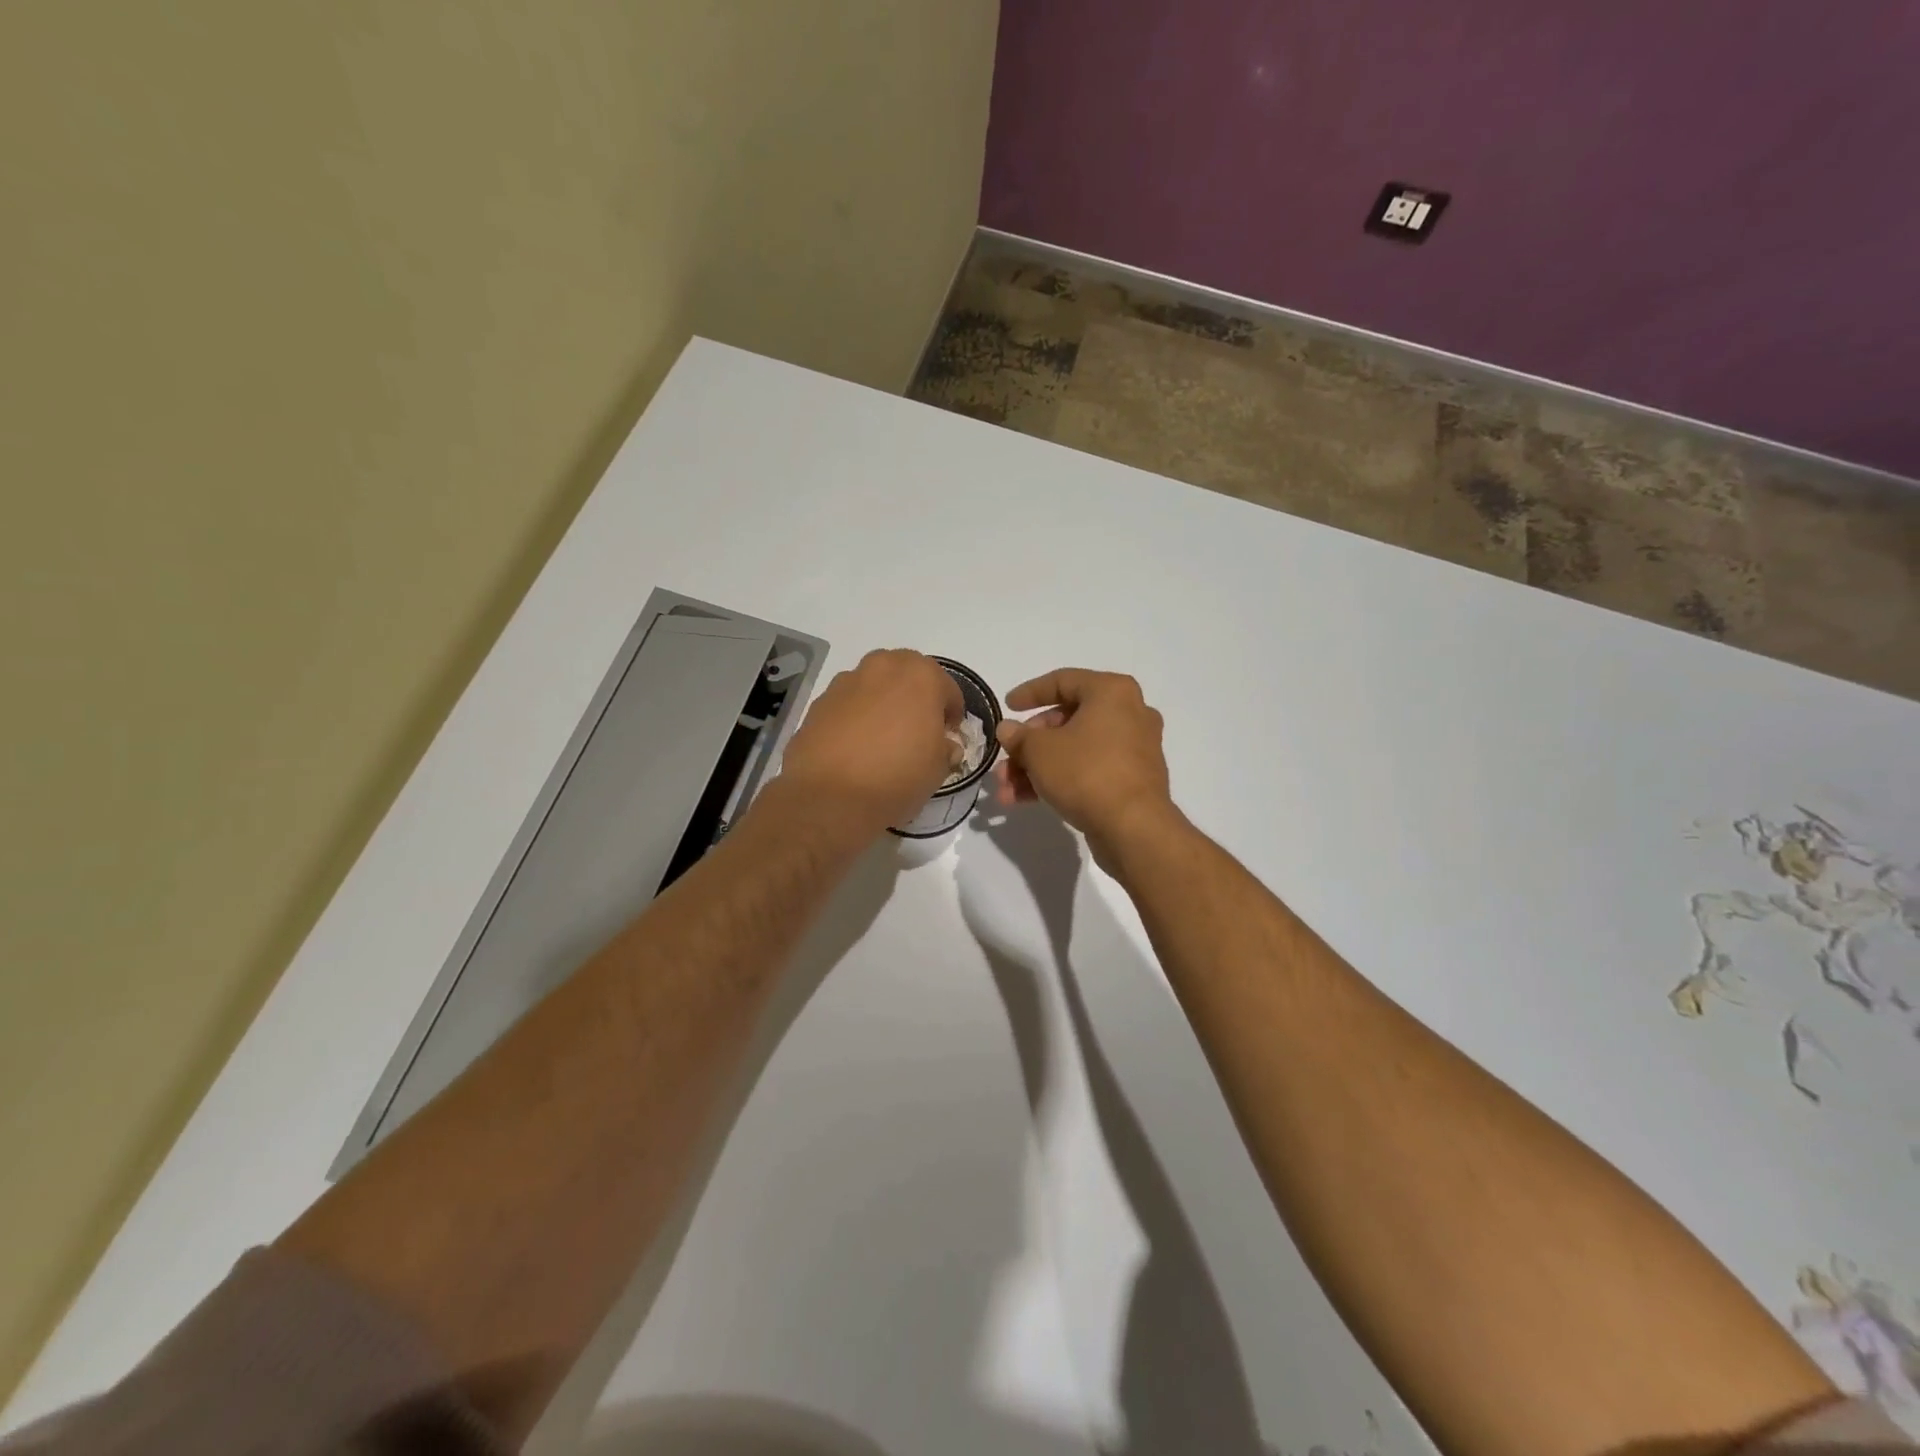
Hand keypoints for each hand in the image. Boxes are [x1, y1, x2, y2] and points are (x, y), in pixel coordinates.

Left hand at [779, 649, 963, 831]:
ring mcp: (846, 681)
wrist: (831, 797)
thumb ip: (945, 749)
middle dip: (915, 697)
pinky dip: (855, 716)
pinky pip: (847, 704)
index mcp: (921, 676)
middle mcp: (883, 667)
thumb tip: (943, 746)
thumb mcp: (937, 769)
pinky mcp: (819, 701)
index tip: (948, 736)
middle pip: (907, 675)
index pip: (948, 689)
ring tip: (882, 737)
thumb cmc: (898, 777)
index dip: (951, 715)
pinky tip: (855, 746)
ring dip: (883, 702)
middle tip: (916, 729)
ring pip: (874, 685)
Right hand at [994, 669, 1178, 856]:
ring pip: (1075, 750)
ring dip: (1037, 767)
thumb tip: (1008, 730)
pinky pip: (1089, 770)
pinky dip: (1060, 780)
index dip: (1030, 692)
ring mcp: (1134, 748)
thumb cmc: (1086, 772)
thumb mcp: (1039, 751)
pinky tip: (1024, 800)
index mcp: (1111, 692)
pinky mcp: (1133, 780)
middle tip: (1006, 760)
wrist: (1133, 827)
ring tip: (1006, 789)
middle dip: (1029, 744)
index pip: (1063, 681)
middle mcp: (1129, 713)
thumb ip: (1019, 736)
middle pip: (1067, 720)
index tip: (1007, 706)